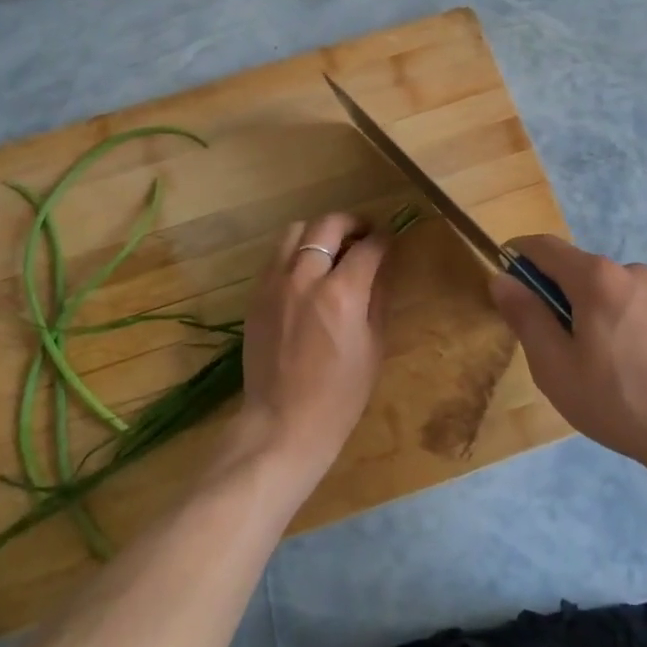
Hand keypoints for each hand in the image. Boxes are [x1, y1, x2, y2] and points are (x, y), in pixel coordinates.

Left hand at [236, 212, 391, 478]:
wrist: (283, 423)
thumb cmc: (340, 395)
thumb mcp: (374, 346)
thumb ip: (378, 297)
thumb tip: (382, 266)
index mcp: (342, 294)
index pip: (368, 247)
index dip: (384, 239)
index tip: (390, 240)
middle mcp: (305, 278)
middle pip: (328, 224)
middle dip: (352, 222)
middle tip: (364, 234)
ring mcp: (275, 284)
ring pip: (295, 231)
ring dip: (319, 232)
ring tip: (332, 248)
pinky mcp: (256, 295)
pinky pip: (276, 256)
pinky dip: (295, 252)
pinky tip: (306, 271)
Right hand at [490, 236, 646, 475]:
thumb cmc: (619, 400)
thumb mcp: (555, 366)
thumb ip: (526, 317)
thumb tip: (502, 279)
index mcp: (596, 276)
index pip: (543, 246)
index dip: (516, 256)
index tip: (503, 285)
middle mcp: (629, 271)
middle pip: (574, 268)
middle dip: (550, 294)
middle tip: (545, 346)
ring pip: (601, 291)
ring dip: (582, 313)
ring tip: (586, 368)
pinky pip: (627, 307)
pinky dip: (609, 324)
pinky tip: (620, 371)